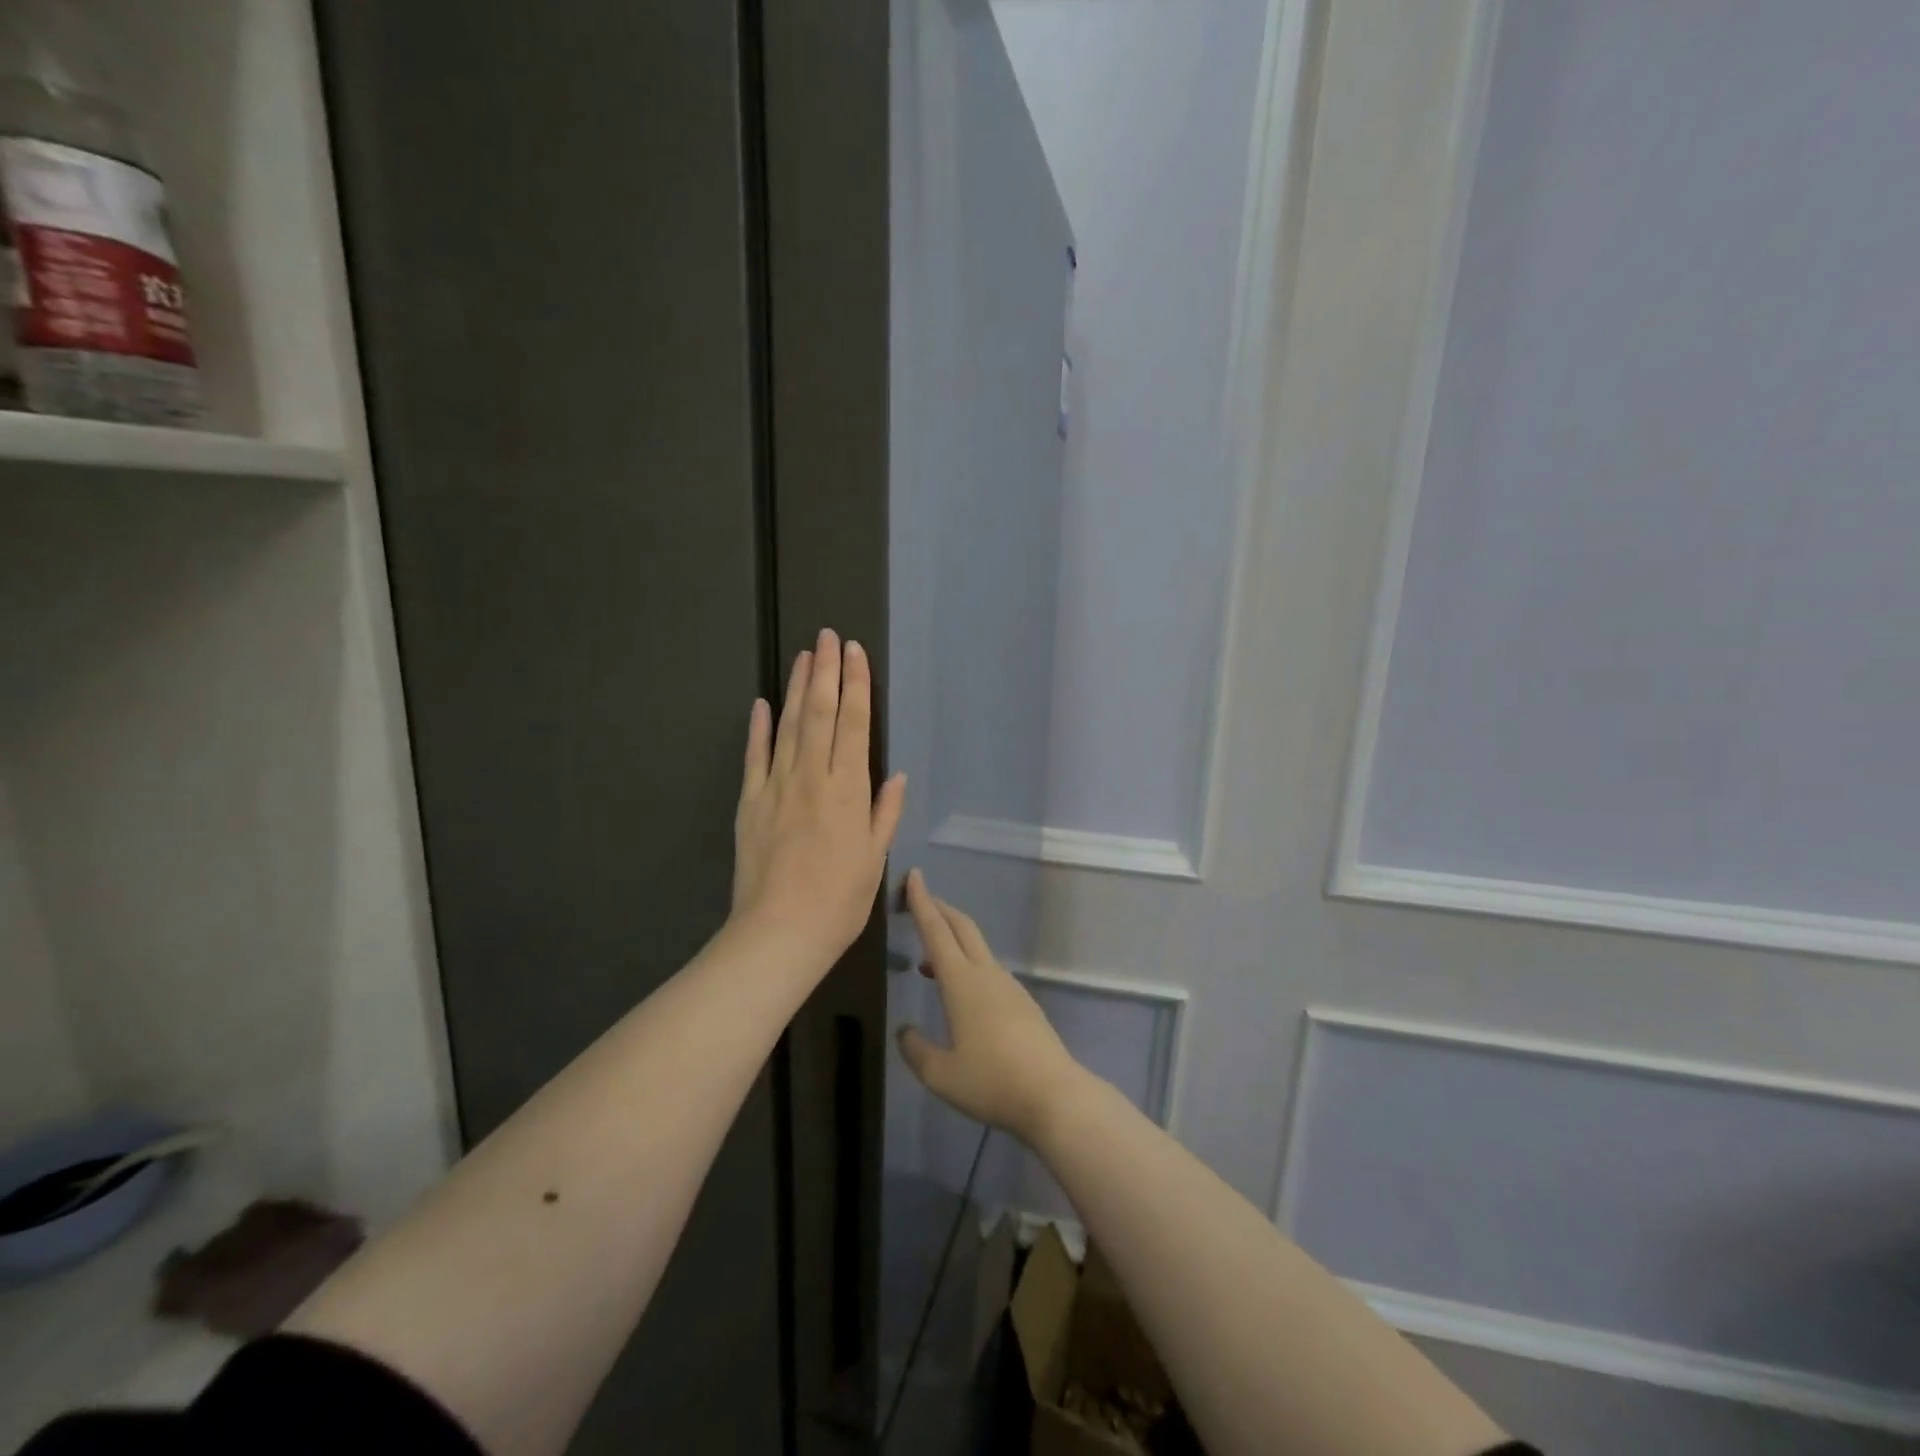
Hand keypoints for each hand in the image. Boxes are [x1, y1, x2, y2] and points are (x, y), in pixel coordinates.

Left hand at [732, 628, 905, 974]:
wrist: (779, 933)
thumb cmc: (839, 901)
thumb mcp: (875, 858)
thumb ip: (884, 812)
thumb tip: (894, 774)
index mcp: (848, 790)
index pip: (853, 724)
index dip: (856, 685)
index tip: (855, 653)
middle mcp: (812, 778)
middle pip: (819, 714)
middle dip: (826, 671)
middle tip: (829, 636)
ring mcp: (776, 787)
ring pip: (787, 726)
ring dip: (795, 688)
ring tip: (804, 656)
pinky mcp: (749, 803)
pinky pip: (754, 757)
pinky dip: (757, 728)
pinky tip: (760, 703)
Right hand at [896, 870, 1085, 1142]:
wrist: (1054, 1095)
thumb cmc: (992, 1081)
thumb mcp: (941, 1075)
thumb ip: (917, 1050)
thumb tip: (905, 1032)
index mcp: (962, 982)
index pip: (936, 931)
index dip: (921, 902)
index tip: (913, 875)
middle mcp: (986, 974)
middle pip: (961, 928)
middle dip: (940, 909)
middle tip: (919, 901)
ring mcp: (1009, 986)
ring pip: (977, 949)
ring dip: (953, 940)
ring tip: (928, 960)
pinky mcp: (1023, 1002)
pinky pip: (989, 970)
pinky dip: (968, 966)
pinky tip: (961, 996)